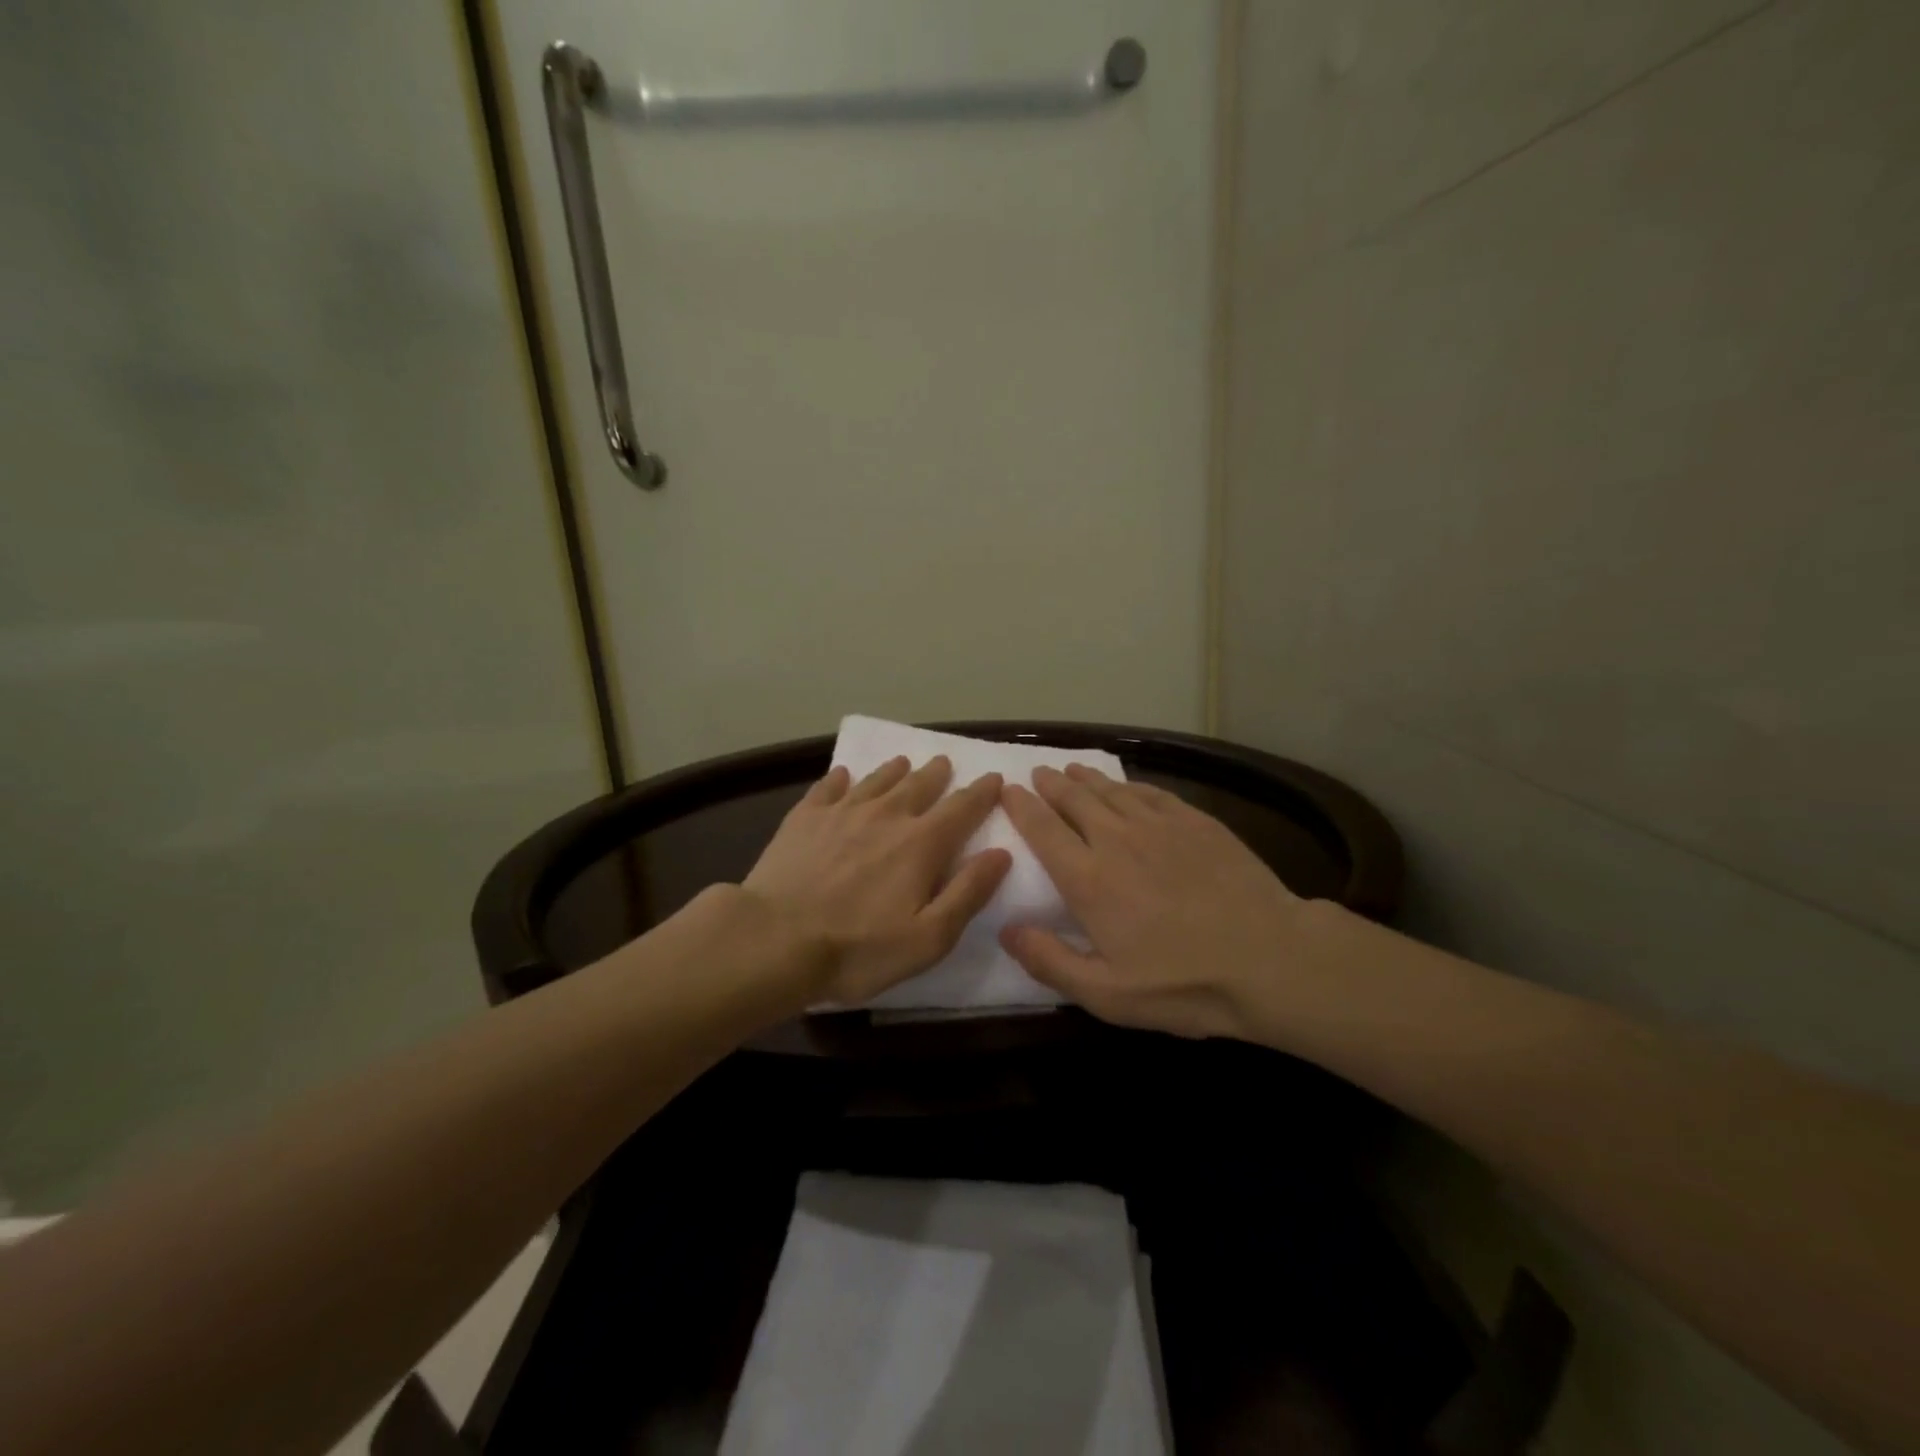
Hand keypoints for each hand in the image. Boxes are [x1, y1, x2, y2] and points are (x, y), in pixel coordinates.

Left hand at [745, 756, 1011, 1006]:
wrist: (775, 940)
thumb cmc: (858, 949)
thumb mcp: (929, 937)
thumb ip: (968, 893)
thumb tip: (1001, 853)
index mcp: (921, 843)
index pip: (962, 809)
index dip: (982, 793)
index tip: (994, 778)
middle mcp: (886, 816)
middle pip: (919, 785)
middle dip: (937, 773)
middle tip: (944, 762)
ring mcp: (842, 812)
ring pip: (876, 781)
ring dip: (894, 770)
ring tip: (903, 762)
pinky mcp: (804, 818)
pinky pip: (827, 787)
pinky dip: (840, 779)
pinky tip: (842, 775)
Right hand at [998, 765, 1312, 1038]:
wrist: (1270, 958)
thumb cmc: (1184, 983)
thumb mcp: (1108, 994)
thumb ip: (1050, 961)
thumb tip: (1006, 929)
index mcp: (1088, 879)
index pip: (1043, 830)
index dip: (1021, 807)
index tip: (1007, 790)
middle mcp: (1116, 840)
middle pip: (1074, 800)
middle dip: (1050, 784)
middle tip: (1038, 773)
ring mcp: (1159, 825)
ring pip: (1111, 790)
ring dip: (1086, 778)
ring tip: (1072, 769)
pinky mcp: (1196, 821)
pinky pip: (1151, 792)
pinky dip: (1130, 785)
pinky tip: (1127, 786)